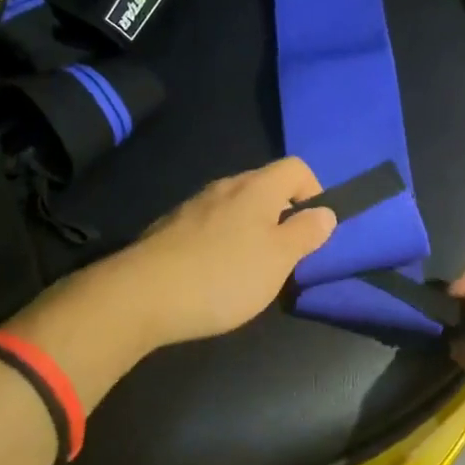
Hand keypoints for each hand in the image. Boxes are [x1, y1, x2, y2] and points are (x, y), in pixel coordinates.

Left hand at [104, 157, 336, 347]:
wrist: (140, 296)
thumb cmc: (222, 275)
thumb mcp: (278, 260)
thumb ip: (306, 233)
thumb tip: (325, 212)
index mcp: (256, 188)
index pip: (296, 168)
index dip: (313, 192)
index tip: (313, 230)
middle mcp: (224, 187)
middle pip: (265, 187)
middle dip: (281, 216)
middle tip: (284, 256)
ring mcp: (192, 206)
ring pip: (235, 208)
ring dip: (250, 230)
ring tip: (249, 270)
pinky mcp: (168, 229)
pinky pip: (208, 226)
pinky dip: (220, 242)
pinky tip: (212, 275)